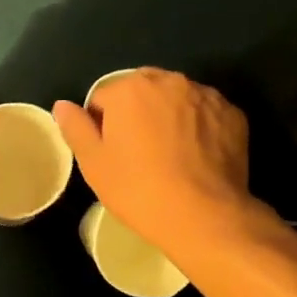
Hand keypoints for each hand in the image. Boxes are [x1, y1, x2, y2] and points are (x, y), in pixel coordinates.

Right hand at [52, 70, 253, 258]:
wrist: (204, 215)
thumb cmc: (139, 189)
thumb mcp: (94, 164)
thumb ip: (75, 127)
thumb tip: (62, 105)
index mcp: (130, 88)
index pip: (104, 98)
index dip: (102, 127)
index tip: (111, 155)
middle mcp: (170, 80)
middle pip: (142, 92)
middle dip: (137, 114)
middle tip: (139, 155)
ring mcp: (206, 95)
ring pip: (177, 100)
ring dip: (169, 118)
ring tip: (171, 157)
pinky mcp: (233, 114)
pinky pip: (206, 114)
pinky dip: (199, 128)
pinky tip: (197, 158)